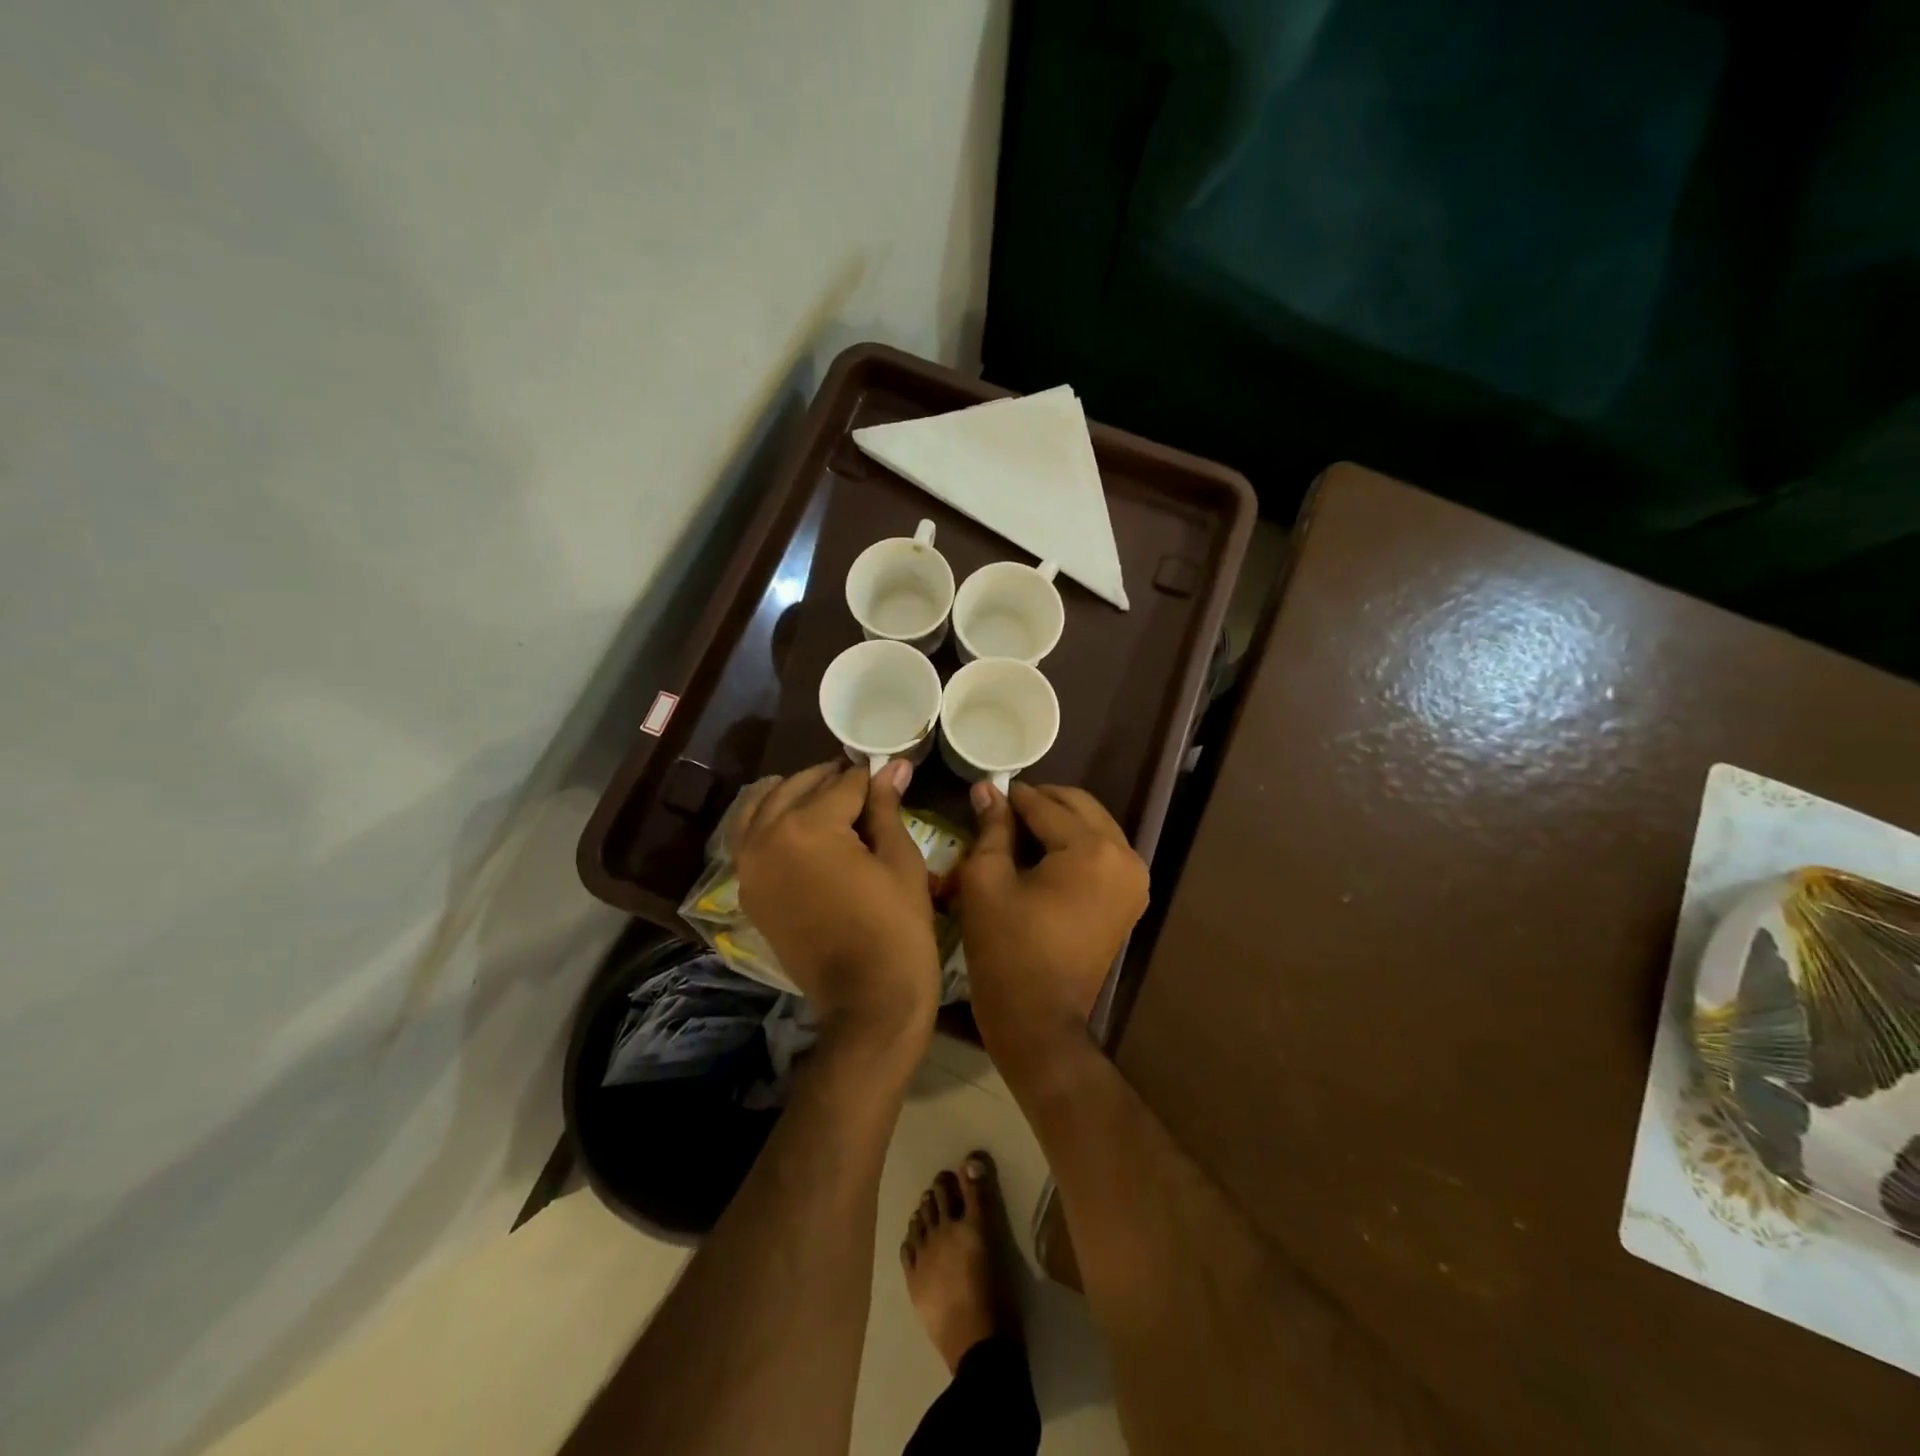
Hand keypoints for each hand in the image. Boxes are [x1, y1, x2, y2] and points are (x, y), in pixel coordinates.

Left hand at [733, 760, 940, 1056]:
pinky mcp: (749, 891)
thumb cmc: (896, 928)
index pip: (844, 783)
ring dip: (795, 794)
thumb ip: (886, 807)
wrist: (867, 1001)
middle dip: (833, 781)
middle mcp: (767, 838)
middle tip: (866, 785)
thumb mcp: (899, 860)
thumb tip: (893, 765)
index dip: (873, 778)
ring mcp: (749, 867)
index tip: (891, 773)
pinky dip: (768, 821)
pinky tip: (795, 823)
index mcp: (808, 827)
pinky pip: (749, 839)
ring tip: (827, 799)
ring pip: (764, 806)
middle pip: (800, 787)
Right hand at [958, 782, 1148, 1079]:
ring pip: (1095, 826)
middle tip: (1003, 808)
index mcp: (1091, 850)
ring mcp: (1134, 879)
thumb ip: (992, 828)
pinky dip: (1075, 844)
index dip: (1013, 796)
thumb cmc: (1006, 949)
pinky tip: (1043, 854)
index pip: (1046, 806)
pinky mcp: (1131, 898)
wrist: (1039, 1021)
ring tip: (1020, 831)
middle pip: (1080, 807)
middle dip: (1041, 802)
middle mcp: (1124, 856)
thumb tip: (988, 789)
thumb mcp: (987, 881)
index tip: (987, 789)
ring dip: (1060, 821)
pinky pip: (1103, 852)